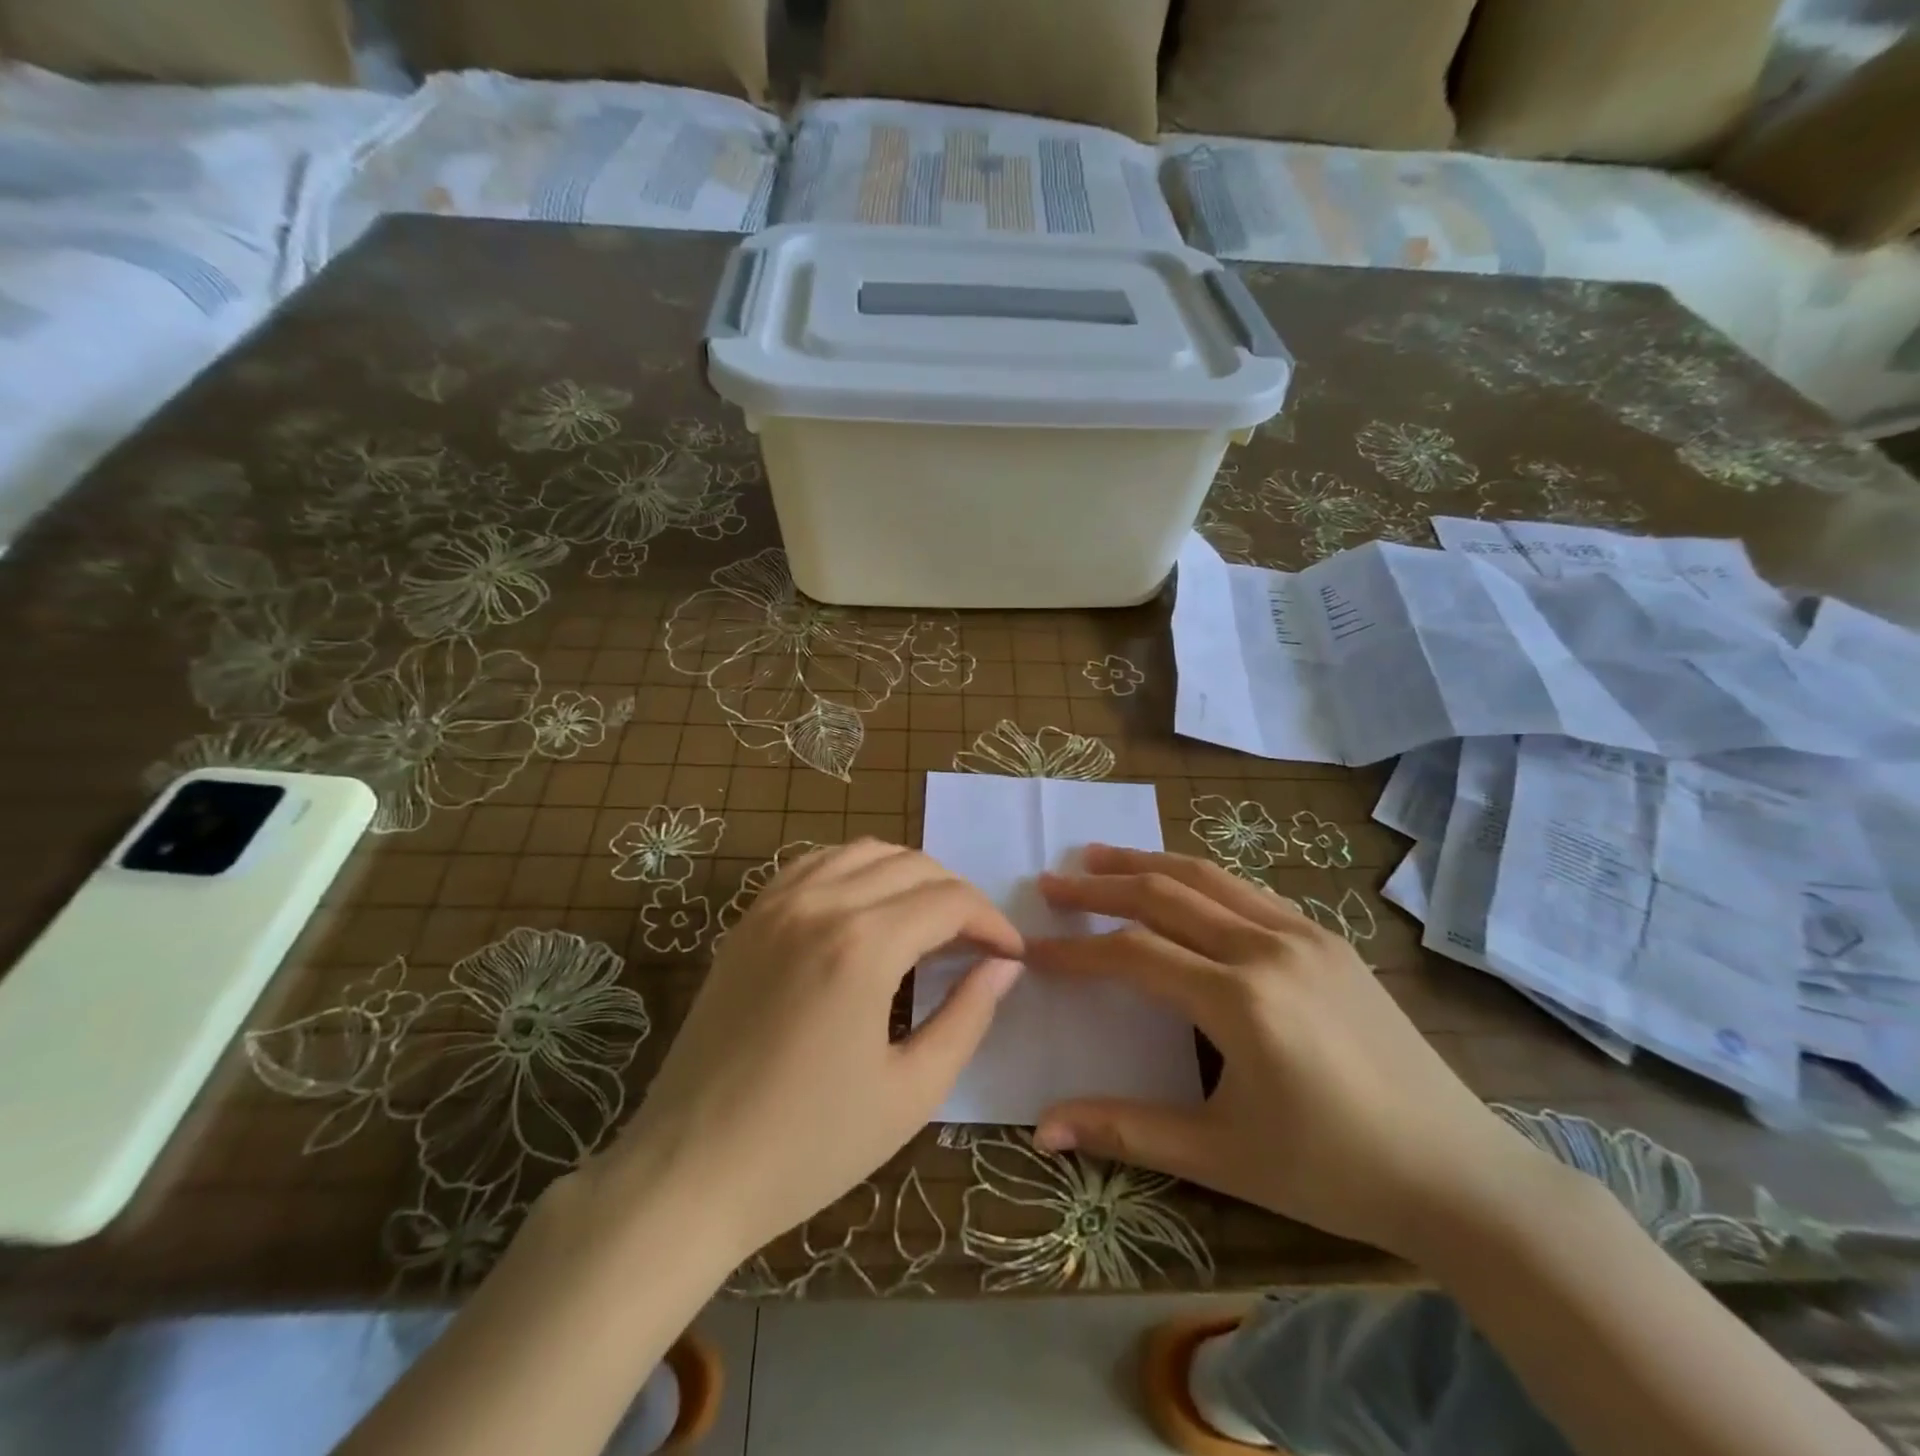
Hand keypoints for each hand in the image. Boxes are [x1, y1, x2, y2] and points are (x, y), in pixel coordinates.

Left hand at [591, 841, 1022, 1263]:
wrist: (689, 1171)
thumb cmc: (809, 1146)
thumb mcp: (911, 1092)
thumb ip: (967, 1017)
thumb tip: (1004, 966)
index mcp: (862, 946)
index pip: (949, 901)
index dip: (991, 922)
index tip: (1011, 955)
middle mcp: (819, 904)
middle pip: (912, 866)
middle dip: (957, 896)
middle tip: (976, 944)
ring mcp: (776, 904)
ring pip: (864, 852)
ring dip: (909, 876)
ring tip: (929, 922)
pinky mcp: (749, 919)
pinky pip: (814, 864)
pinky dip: (855, 870)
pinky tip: (866, 908)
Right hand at [1029, 847, 1551, 1261]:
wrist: (1459, 1173)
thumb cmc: (1333, 1170)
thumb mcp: (1221, 1156)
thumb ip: (1126, 1130)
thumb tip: (1042, 1129)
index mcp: (1240, 1000)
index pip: (1134, 954)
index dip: (1077, 950)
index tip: (1033, 948)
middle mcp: (1268, 948)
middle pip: (1164, 894)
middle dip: (1100, 886)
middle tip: (1053, 882)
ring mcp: (1304, 935)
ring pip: (1207, 877)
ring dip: (1147, 863)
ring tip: (1099, 856)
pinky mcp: (1329, 939)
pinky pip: (1247, 891)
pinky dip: (1198, 878)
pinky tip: (1180, 885)